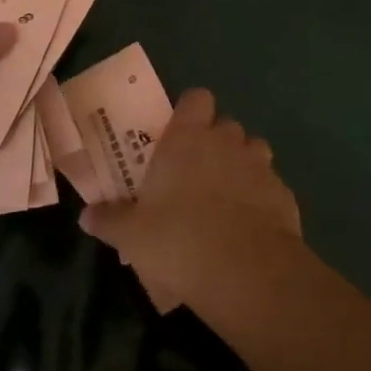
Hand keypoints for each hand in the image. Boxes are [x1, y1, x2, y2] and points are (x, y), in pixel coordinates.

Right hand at [79, 88, 300, 307]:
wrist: (246, 273)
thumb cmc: (179, 240)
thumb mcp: (132, 235)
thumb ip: (109, 220)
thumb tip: (85, 215)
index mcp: (188, 138)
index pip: (196, 98)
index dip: (190, 111)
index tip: (178, 132)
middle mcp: (226, 142)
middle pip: (225, 125)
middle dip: (215, 142)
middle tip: (195, 172)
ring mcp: (260, 166)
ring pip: (253, 151)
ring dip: (241, 166)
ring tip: (225, 197)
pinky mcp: (284, 195)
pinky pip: (270, 186)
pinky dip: (261, 198)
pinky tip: (249, 225)